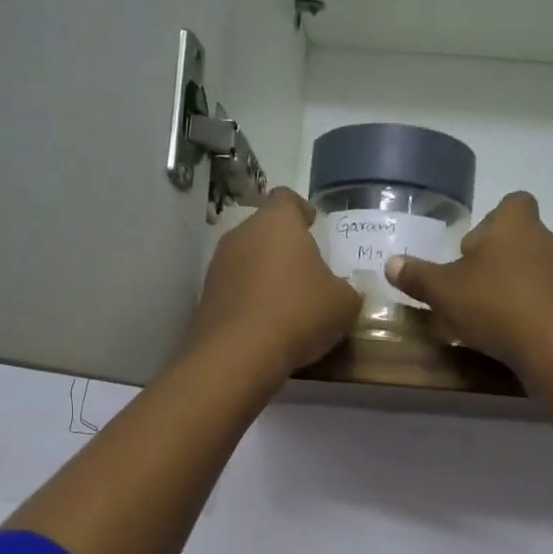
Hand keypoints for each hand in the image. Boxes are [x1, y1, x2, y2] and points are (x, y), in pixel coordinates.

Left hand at [184, 188, 358, 378]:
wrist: (239, 355)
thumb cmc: (299, 314)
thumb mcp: (343, 304)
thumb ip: (347, 290)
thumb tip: (343, 292)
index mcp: (277, 223)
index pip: (287, 198)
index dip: (301, 209)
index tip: (313, 224)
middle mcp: (242, 234)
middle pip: (265, 229)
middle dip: (284, 246)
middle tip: (306, 269)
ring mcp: (218, 265)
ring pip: (247, 259)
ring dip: (265, 273)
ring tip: (286, 300)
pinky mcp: (206, 296)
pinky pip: (235, 288)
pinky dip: (249, 298)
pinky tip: (266, 322)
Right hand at [384, 192, 552, 383]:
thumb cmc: (495, 305)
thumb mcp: (443, 292)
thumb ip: (417, 276)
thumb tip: (391, 263)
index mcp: (515, 223)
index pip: (511, 203)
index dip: (490, 222)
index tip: (469, 250)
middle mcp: (545, 240)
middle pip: (518, 239)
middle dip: (493, 260)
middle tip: (467, 287)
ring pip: (531, 270)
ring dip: (509, 286)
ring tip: (484, 314)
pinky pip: (543, 298)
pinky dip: (526, 310)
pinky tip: (507, 332)